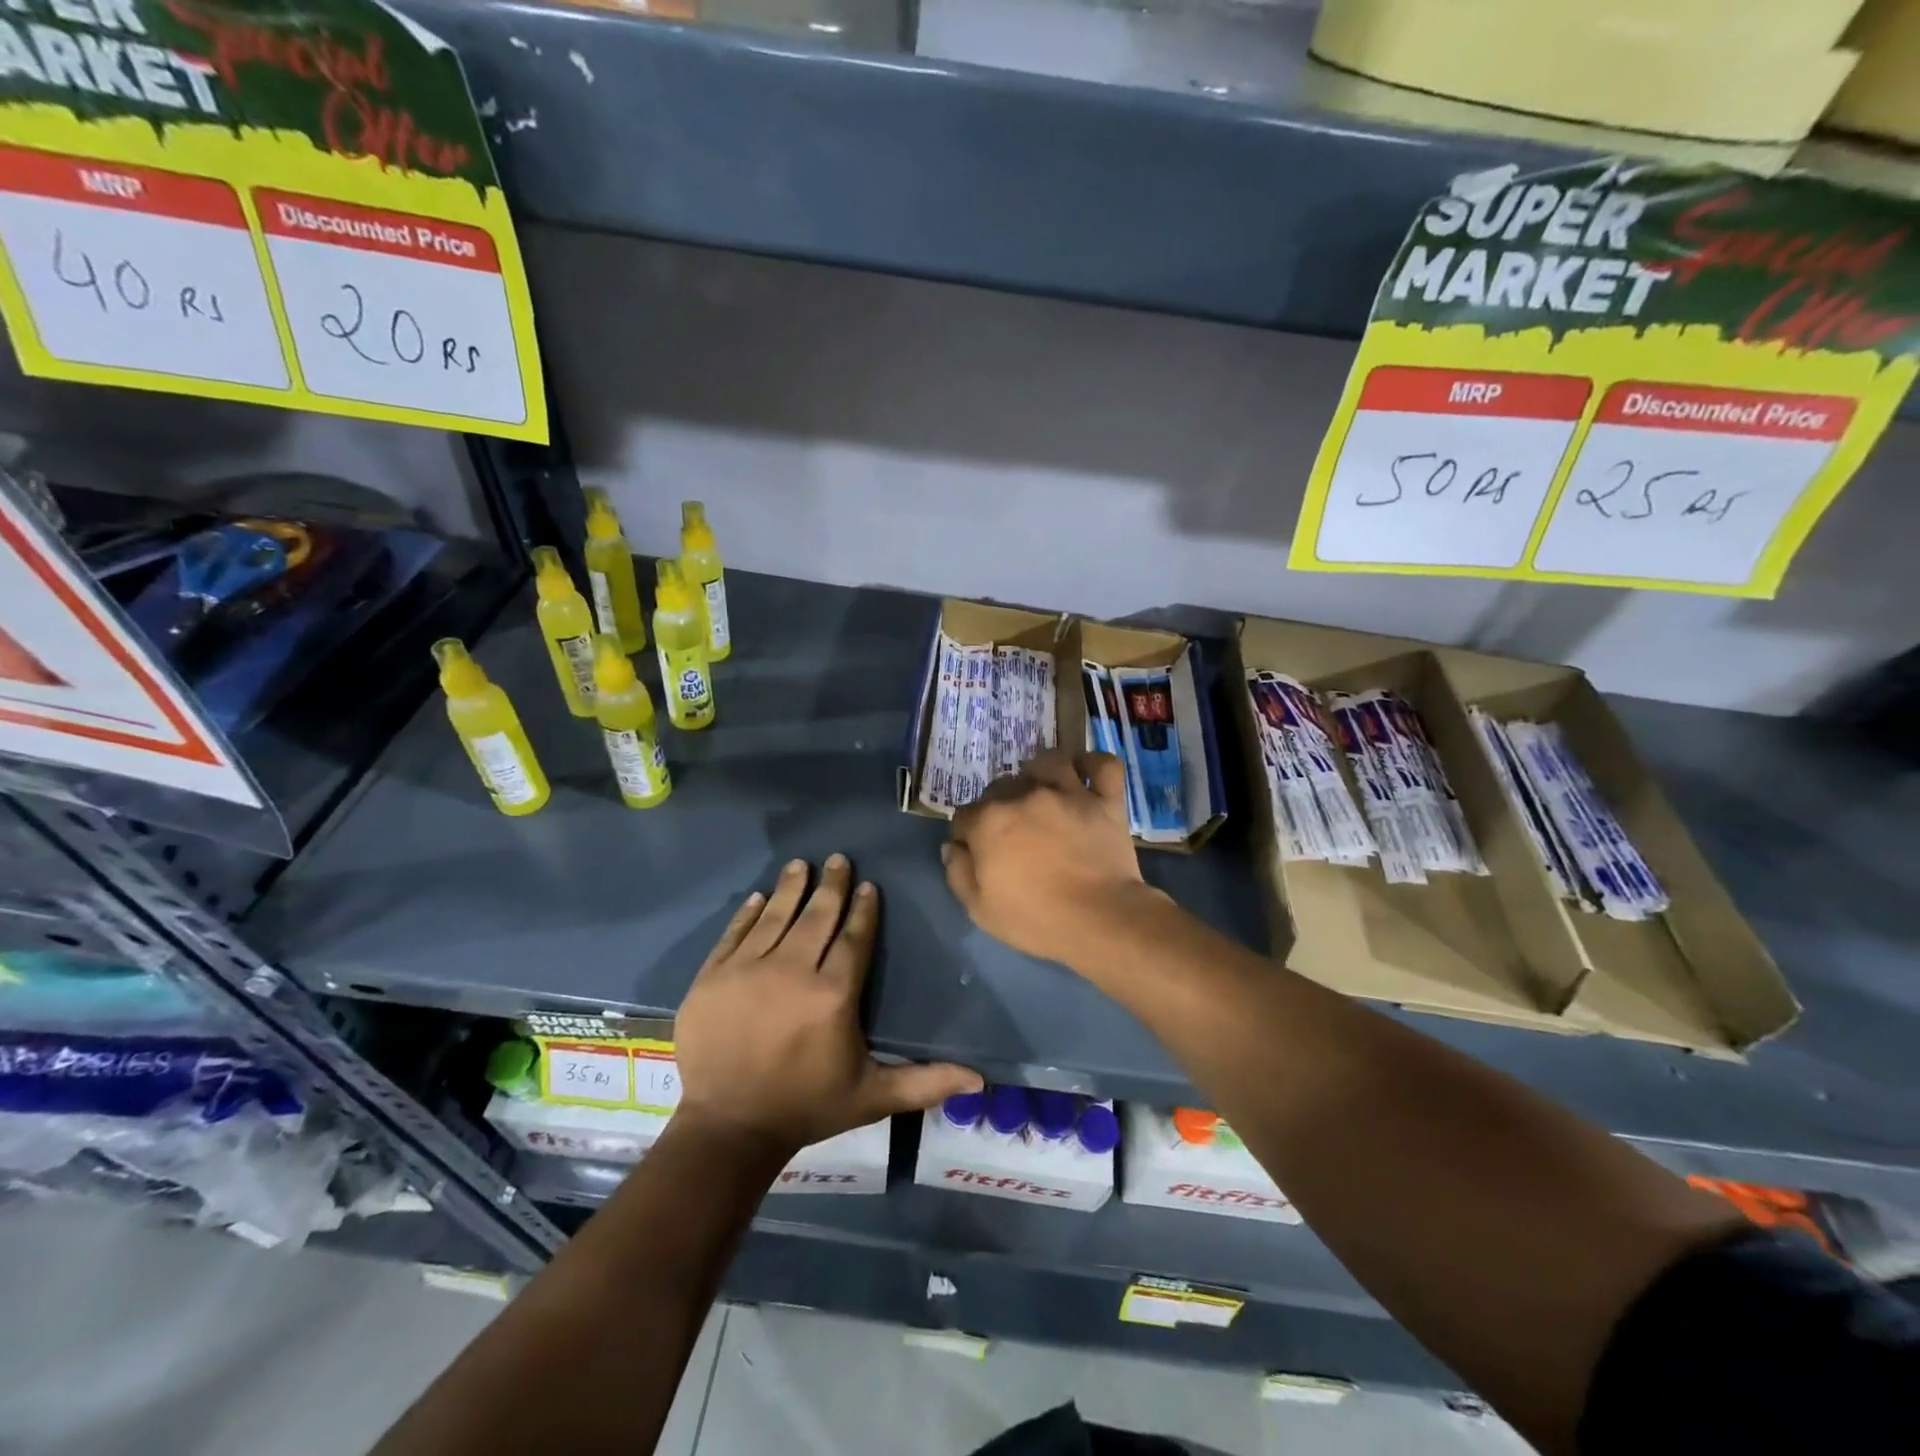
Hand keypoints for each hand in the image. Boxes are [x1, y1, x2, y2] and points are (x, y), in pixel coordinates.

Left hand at [674, 855, 982, 1153]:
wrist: (726, 1129)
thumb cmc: (805, 1108)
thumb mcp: (872, 1097)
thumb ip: (925, 1083)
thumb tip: (981, 1081)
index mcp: (833, 994)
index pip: (854, 938)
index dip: (864, 910)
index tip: (869, 886)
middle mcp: (792, 970)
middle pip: (817, 917)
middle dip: (831, 886)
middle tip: (838, 859)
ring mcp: (748, 969)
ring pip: (777, 916)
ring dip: (792, 887)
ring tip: (801, 864)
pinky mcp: (712, 976)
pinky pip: (735, 933)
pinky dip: (749, 912)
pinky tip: (760, 897)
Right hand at [944, 750, 1165, 969]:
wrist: (1100, 920)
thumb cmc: (1036, 919)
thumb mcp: (979, 909)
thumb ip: (958, 872)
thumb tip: (953, 846)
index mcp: (990, 821)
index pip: (964, 815)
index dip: (967, 833)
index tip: (976, 851)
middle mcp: (1025, 795)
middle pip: (1002, 785)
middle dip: (1000, 804)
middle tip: (1012, 830)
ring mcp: (1069, 793)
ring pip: (1049, 762)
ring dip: (1040, 773)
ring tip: (1043, 791)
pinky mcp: (1105, 800)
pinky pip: (1102, 765)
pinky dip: (1094, 765)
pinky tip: (1085, 777)